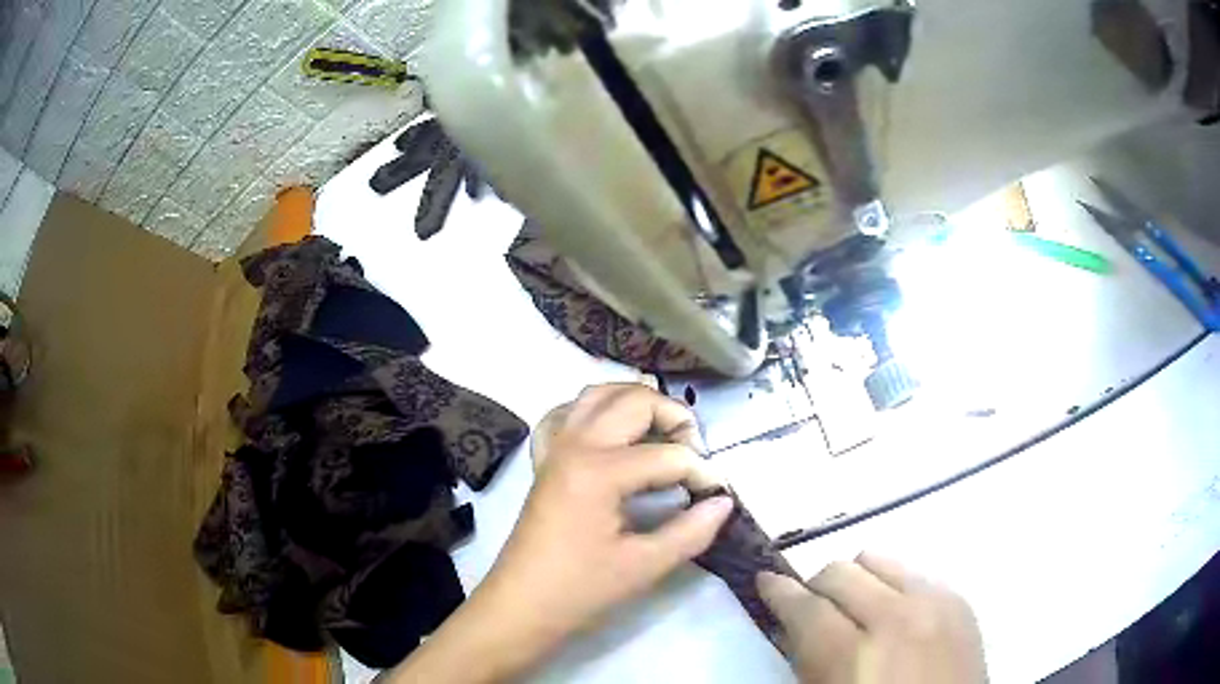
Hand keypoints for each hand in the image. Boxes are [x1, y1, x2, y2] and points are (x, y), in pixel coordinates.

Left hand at [390, 384, 732, 682]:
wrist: (521, 605)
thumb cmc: (580, 590)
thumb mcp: (644, 566)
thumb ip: (692, 530)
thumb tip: (724, 501)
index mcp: (599, 471)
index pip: (668, 455)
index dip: (703, 472)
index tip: (718, 494)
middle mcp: (575, 444)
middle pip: (634, 401)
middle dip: (674, 417)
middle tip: (694, 453)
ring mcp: (555, 448)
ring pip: (598, 394)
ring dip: (636, 403)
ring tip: (662, 434)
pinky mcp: (545, 460)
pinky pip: (567, 414)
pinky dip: (595, 412)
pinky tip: (612, 434)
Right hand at [758, 554, 986, 683]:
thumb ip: (807, 660)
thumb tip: (794, 624)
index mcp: (855, 657)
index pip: (805, 605)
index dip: (778, 591)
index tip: (765, 581)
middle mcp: (898, 617)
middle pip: (841, 571)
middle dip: (817, 586)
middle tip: (813, 609)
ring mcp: (936, 602)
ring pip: (879, 558)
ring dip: (858, 580)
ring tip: (857, 609)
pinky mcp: (959, 598)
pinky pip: (915, 571)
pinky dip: (893, 585)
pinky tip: (894, 614)